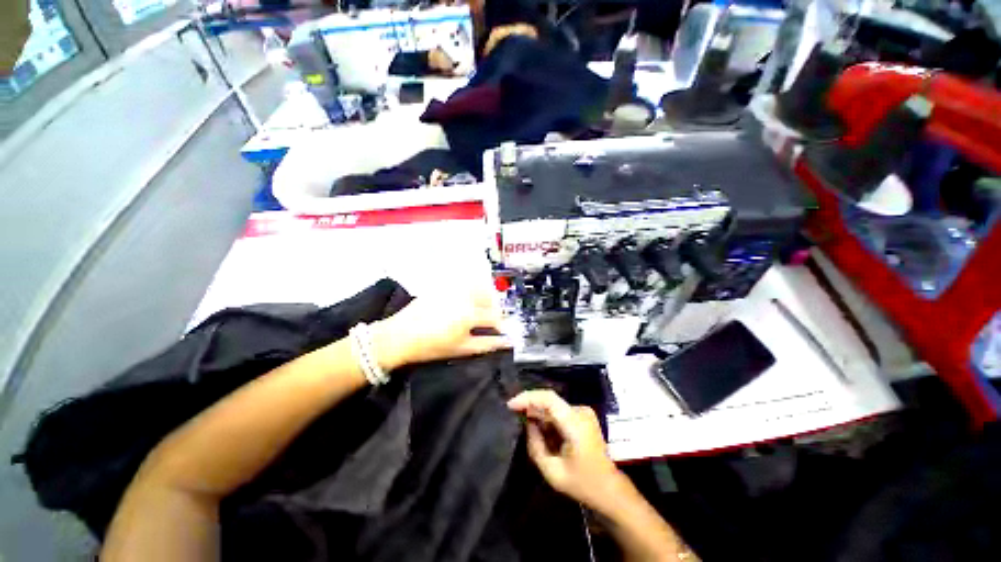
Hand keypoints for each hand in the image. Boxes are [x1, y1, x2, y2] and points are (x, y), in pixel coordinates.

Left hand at [372, 287, 510, 371]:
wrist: (400, 336)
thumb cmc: (432, 346)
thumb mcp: (462, 348)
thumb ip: (487, 344)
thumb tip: (506, 342)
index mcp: (470, 314)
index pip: (495, 316)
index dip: (501, 325)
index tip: (502, 331)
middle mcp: (465, 297)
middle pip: (489, 298)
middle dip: (495, 309)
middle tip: (491, 321)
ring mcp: (453, 289)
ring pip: (478, 287)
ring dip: (485, 297)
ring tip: (481, 310)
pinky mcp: (444, 286)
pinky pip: (464, 283)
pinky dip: (471, 289)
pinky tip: (467, 301)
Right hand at [507, 390, 624, 511]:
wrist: (610, 489)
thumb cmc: (582, 483)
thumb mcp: (553, 472)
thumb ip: (535, 445)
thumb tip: (528, 424)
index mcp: (575, 423)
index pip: (548, 398)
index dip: (528, 397)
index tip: (511, 405)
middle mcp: (580, 412)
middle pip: (549, 401)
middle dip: (530, 407)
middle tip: (514, 416)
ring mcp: (584, 412)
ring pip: (553, 407)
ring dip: (539, 416)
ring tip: (531, 432)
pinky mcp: (583, 416)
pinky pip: (559, 412)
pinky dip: (548, 420)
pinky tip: (545, 435)